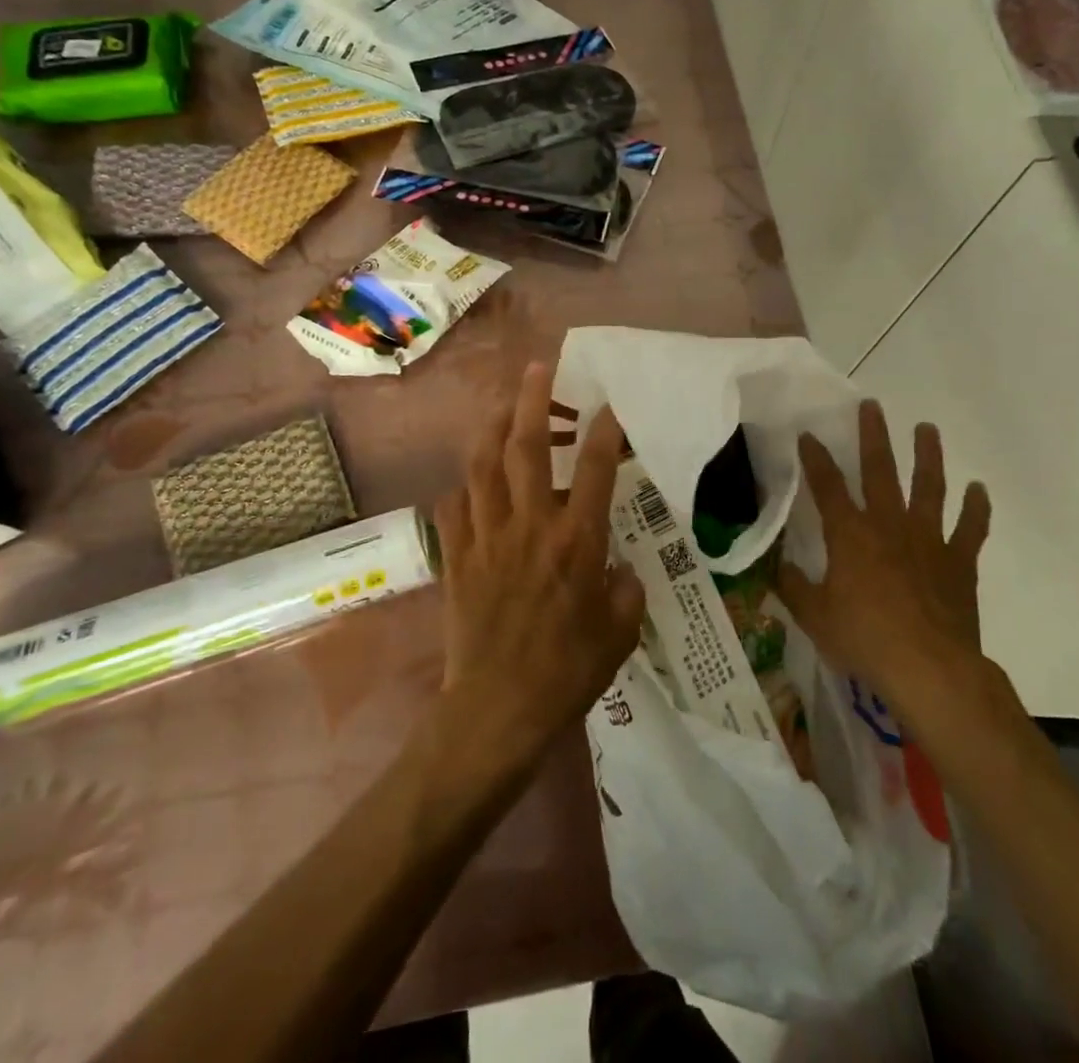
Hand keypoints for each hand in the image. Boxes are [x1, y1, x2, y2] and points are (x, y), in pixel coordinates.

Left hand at [432, 362, 643, 764]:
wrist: (497, 711)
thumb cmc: (568, 673)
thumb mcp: (619, 634)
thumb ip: (625, 593)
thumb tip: (620, 572)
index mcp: (575, 542)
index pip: (593, 469)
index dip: (603, 430)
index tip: (609, 404)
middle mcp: (529, 527)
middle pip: (525, 448)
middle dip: (532, 400)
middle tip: (538, 367)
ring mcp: (486, 538)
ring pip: (481, 466)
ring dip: (491, 428)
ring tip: (501, 406)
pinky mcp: (456, 558)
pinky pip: (453, 508)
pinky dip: (463, 488)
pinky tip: (471, 485)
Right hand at [774, 400, 993, 705]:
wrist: (930, 670)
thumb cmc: (864, 639)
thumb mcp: (814, 616)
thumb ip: (793, 586)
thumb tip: (777, 565)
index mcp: (850, 535)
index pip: (827, 486)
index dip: (815, 458)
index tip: (808, 434)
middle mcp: (888, 525)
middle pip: (880, 471)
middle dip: (873, 436)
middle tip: (872, 406)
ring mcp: (928, 540)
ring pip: (929, 487)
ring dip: (928, 456)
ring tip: (927, 428)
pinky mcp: (958, 562)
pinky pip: (971, 528)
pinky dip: (976, 508)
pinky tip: (978, 488)